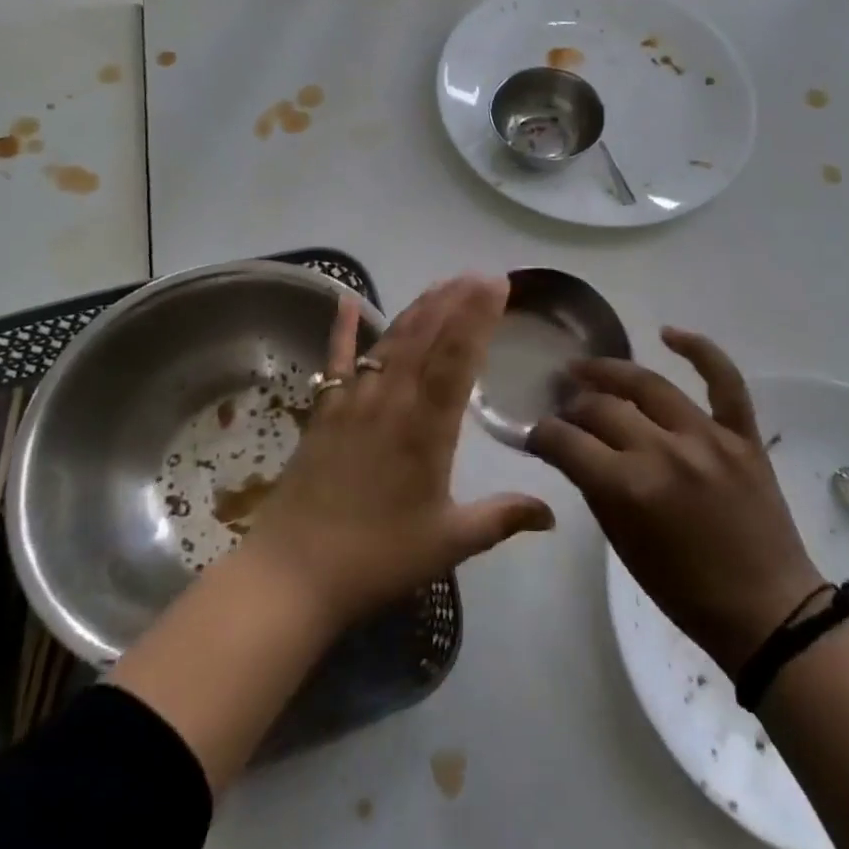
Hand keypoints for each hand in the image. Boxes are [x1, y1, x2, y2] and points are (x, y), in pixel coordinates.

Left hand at [246, 275, 555, 628]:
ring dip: (417, 309)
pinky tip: (348, 300)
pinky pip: (336, 362)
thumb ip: (502, 519)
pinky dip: (343, 329)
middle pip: (425, 339)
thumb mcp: (449, 542)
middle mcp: (391, 403)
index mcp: (426, 430)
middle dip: (454, 301)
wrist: (295, 574)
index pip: (457, 359)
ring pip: (390, 343)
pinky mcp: (324, 412)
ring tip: (441, 283)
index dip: (478, 317)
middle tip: (477, 274)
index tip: (496, 285)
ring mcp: (353, 403)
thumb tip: (553, 514)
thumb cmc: (378, 558)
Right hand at [527, 328, 821, 677]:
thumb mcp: (623, 545)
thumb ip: (594, 488)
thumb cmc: (685, 590)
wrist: (767, 610)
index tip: (536, 433)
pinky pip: (724, 380)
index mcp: (629, 487)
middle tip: (564, 408)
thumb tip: (571, 449)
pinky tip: (669, 333)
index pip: (566, 441)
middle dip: (573, 407)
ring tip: (587, 368)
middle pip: (602, 408)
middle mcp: (663, 451)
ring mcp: (707, 437)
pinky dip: (699, 350)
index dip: (542, 433)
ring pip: (648, 384)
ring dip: (610, 371)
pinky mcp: (743, 434)